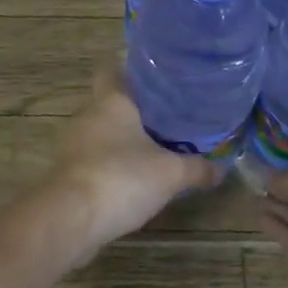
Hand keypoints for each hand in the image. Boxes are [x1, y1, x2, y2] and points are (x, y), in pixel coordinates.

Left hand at [44, 66, 223, 255]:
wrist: (70, 219)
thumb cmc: (122, 178)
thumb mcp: (170, 173)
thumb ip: (197, 169)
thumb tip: (220, 169)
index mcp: (111, 101)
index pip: (113, 69)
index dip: (132, 68)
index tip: (157, 76)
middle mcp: (88, 115)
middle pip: (110, 101)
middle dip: (135, 108)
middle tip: (167, 114)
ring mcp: (73, 144)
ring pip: (102, 131)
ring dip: (123, 138)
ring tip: (155, 145)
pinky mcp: (68, 172)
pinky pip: (94, 158)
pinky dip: (112, 163)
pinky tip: (133, 176)